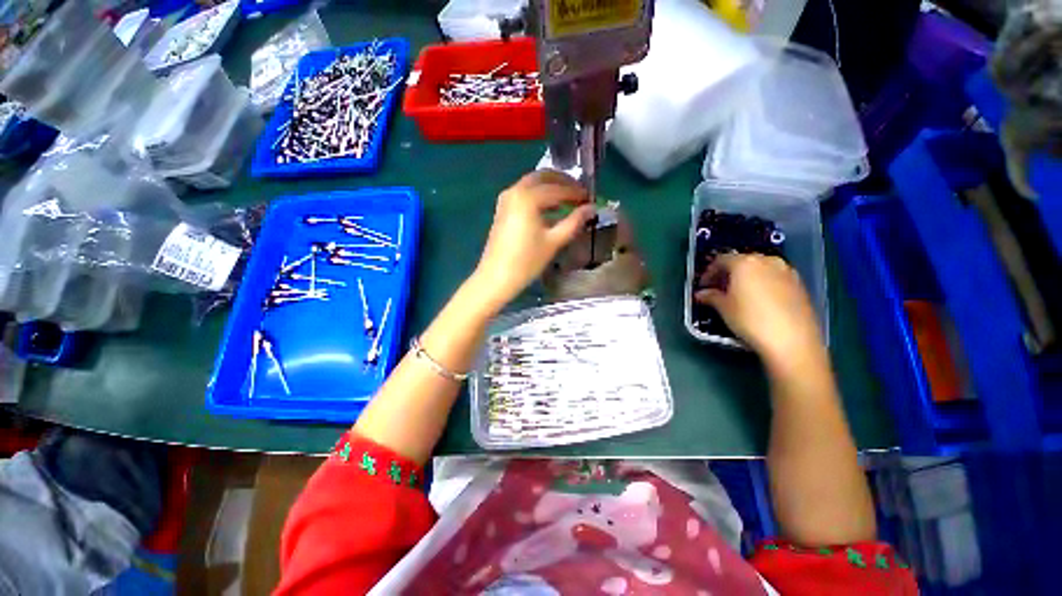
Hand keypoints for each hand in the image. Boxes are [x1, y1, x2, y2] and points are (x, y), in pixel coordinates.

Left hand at [473, 171, 593, 310]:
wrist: (496, 277)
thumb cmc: (526, 261)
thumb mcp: (554, 241)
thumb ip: (574, 222)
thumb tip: (591, 209)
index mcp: (528, 197)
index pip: (558, 188)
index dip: (576, 192)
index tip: (590, 198)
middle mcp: (515, 191)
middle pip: (543, 177)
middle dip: (563, 182)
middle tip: (579, 193)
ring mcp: (506, 199)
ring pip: (532, 184)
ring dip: (551, 188)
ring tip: (568, 201)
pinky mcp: (503, 209)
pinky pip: (524, 193)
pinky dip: (539, 195)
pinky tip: (550, 209)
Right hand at [695, 254, 823, 365]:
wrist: (792, 340)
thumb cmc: (751, 320)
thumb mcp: (724, 308)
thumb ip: (711, 296)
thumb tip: (702, 294)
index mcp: (745, 263)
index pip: (721, 260)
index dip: (709, 273)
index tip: (704, 286)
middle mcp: (767, 261)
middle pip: (741, 262)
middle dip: (728, 274)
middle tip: (718, 290)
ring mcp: (786, 271)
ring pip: (759, 269)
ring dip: (745, 278)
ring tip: (737, 296)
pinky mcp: (799, 284)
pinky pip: (774, 278)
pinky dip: (762, 284)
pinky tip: (757, 301)